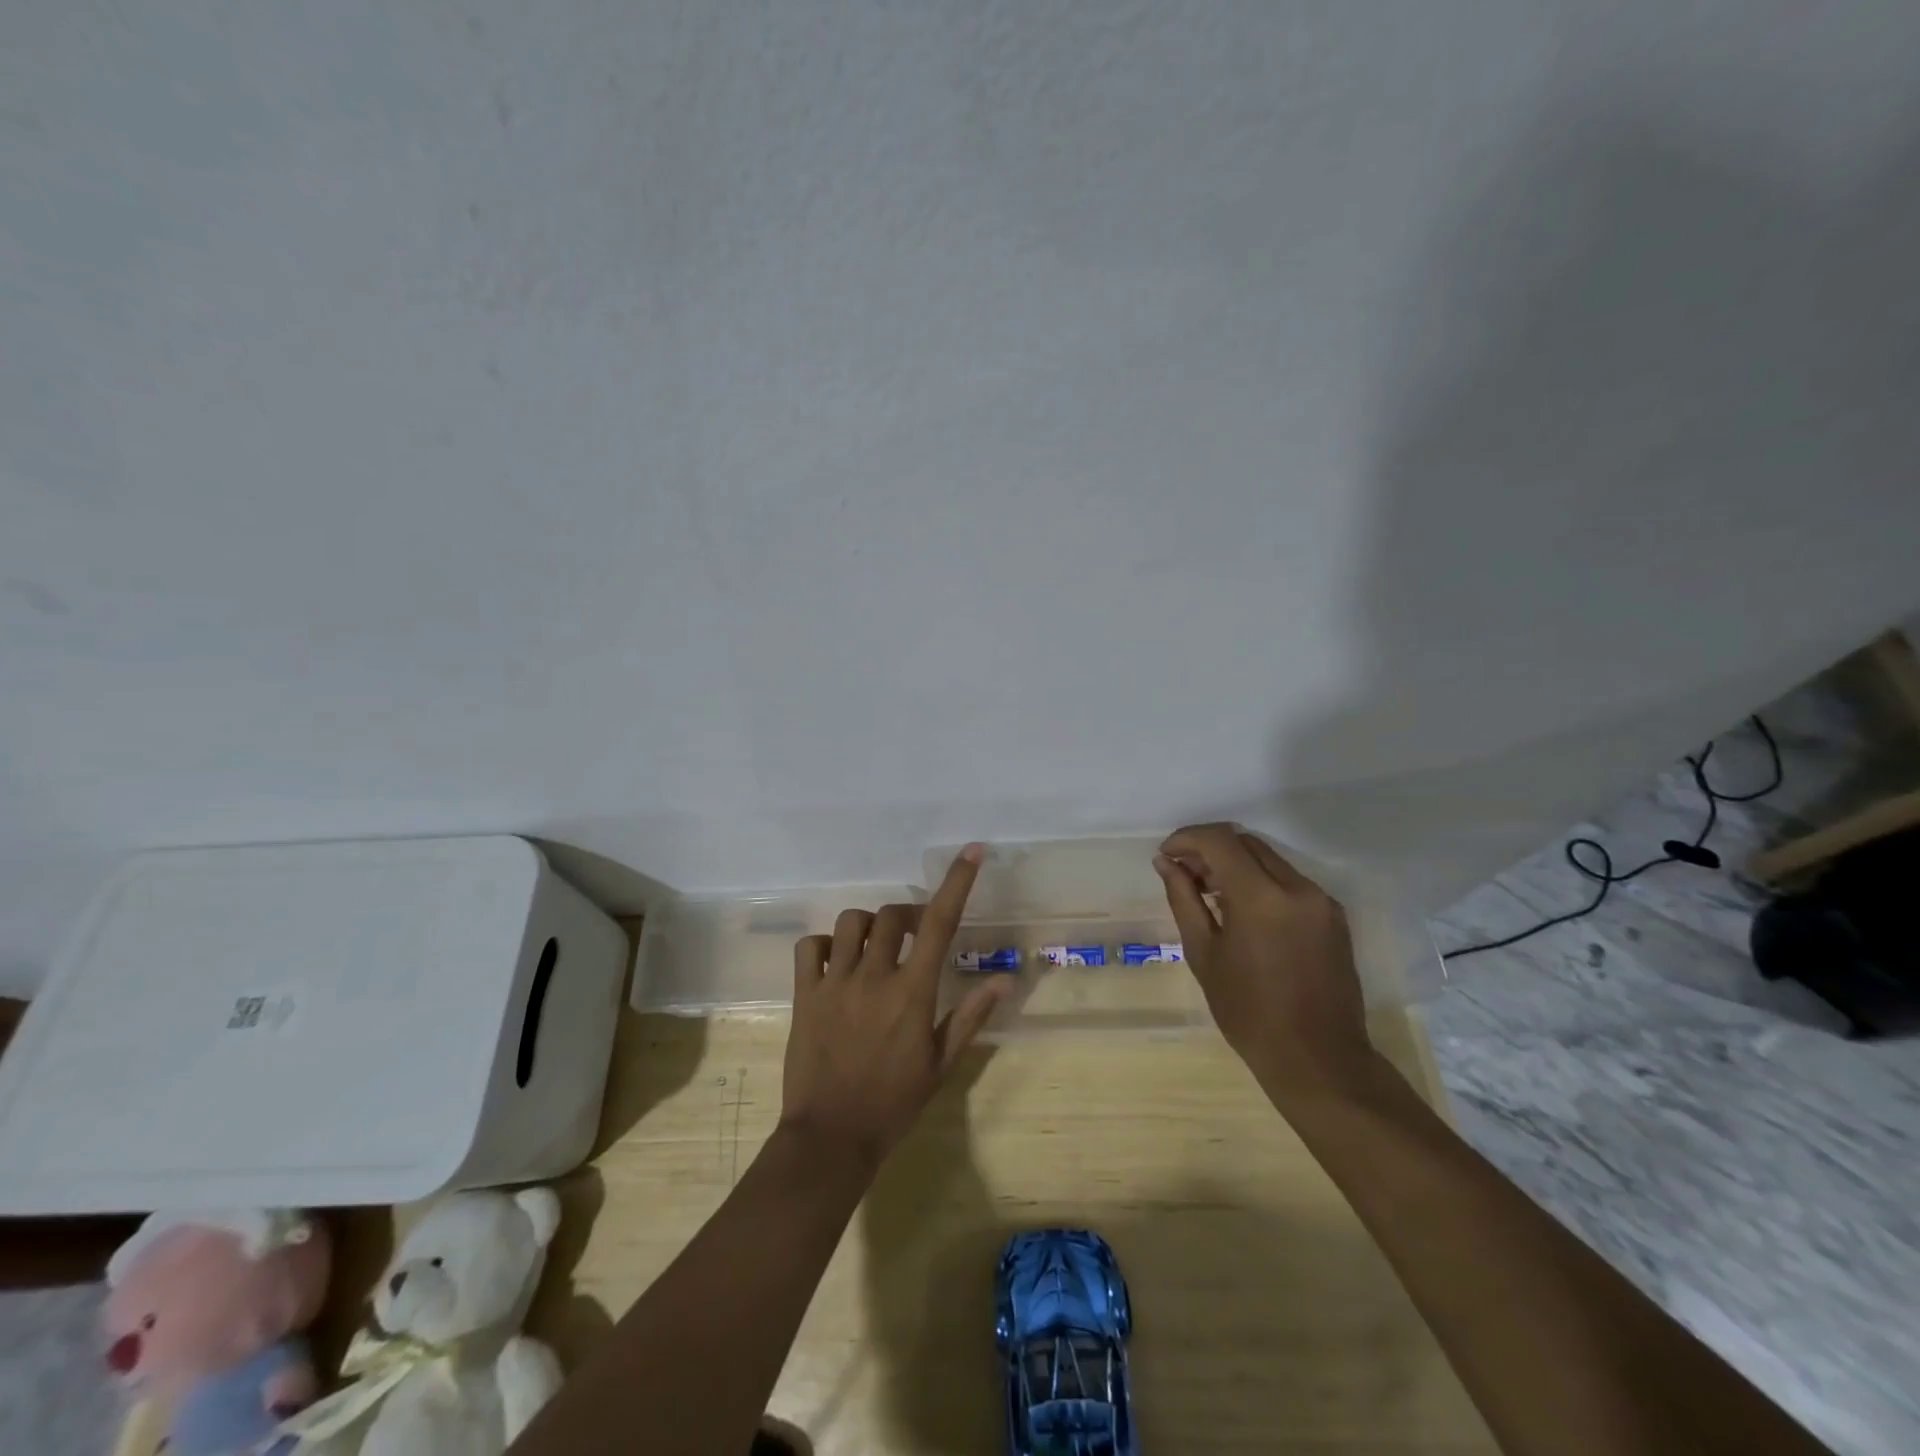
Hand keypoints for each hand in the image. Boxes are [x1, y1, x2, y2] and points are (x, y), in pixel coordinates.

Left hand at [780, 845, 1007, 1167]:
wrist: (831, 1138)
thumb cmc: (894, 1103)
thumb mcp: (941, 1064)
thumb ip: (970, 1016)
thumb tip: (1005, 979)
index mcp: (913, 993)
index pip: (941, 924)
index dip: (957, 882)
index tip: (971, 851)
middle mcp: (874, 977)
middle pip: (893, 915)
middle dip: (908, 916)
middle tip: (915, 934)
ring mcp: (835, 983)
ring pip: (851, 923)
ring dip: (868, 926)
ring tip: (874, 948)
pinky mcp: (804, 995)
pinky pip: (810, 946)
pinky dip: (825, 945)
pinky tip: (836, 963)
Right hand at [1154, 823, 1377, 1104]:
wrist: (1318, 1059)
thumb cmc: (1248, 1012)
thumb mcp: (1203, 954)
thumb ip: (1184, 899)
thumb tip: (1166, 862)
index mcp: (1261, 897)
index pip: (1220, 840)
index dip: (1187, 838)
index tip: (1167, 855)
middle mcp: (1297, 888)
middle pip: (1246, 842)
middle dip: (1209, 849)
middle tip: (1183, 873)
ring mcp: (1321, 900)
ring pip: (1269, 859)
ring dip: (1235, 864)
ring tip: (1209, 893)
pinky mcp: (1334, 915)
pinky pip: (1289, 881)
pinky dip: (1260, 881)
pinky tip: (1242, 910)